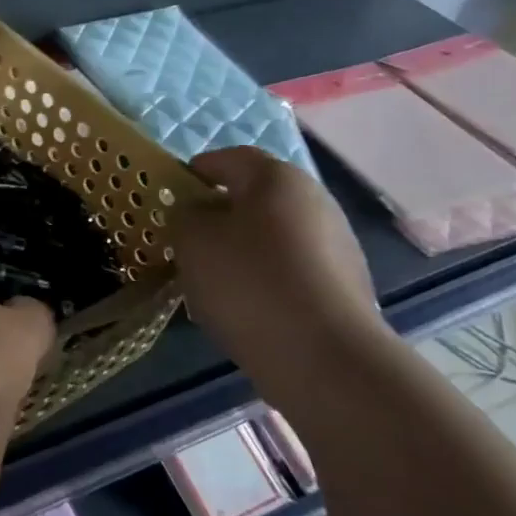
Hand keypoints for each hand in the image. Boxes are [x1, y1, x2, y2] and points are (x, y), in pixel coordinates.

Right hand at [172, 147, 387, 385]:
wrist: (323, 357)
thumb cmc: (248, 282)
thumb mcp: (192, 240)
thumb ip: (185, 214)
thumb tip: (198, 212)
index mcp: (277, 178)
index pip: (228, 159)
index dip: (194, 173)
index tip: (170, 198)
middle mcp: (314, 201)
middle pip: (254, 198)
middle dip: (218, 217)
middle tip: (187, 244)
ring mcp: (336, 244)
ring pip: (271, 236)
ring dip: (240, 251)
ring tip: (211, 285)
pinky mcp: (344, 285)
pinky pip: (290, 270)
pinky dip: (264, 280)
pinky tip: (246, 310)